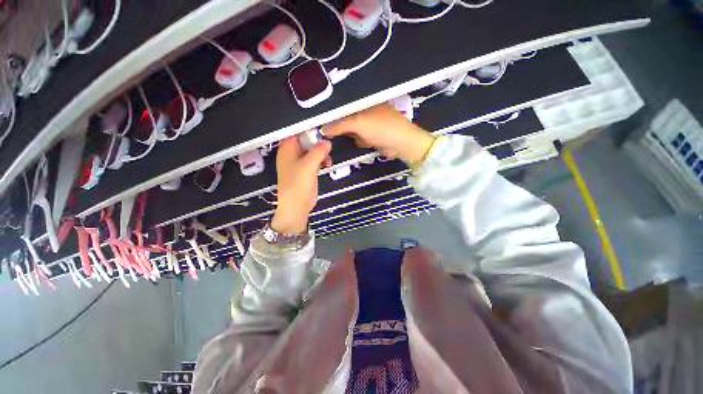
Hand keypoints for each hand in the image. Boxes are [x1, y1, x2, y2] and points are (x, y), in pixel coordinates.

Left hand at [271, 137, 331, 233]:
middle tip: (328, 145)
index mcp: (287, 148)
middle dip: (318, 142)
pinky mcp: (307, 171)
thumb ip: (319, 151)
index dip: (311, 130)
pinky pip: (315, 160)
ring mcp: (300, 162)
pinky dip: (322, 160)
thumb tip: (327, 142)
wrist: (297, 206)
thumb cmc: (298, 184)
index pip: (299, 132)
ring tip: (328, 158)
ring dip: (322, 152)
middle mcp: (292, 153)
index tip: (324, 130)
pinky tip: (327, 164)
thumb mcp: (309, 164)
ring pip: (313, 151)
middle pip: (307, 141)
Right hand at [323, 103, 434, 163]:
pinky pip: (359, 139)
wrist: (401, 144)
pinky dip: (362, 142)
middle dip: (344, 128)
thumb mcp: (359, 123)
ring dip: (355, 137)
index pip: (342, 105)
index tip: (321, 122)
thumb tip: (322, 129)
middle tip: (343, 132)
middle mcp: (364, 110)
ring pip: (351, 131)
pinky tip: (370, 142)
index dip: (331, 114)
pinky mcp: (372, 136)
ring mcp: (369, 124)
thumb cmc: (381, 128)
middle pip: (345, 119)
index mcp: (363, 101)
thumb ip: (339, 125)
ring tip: (365, 137)